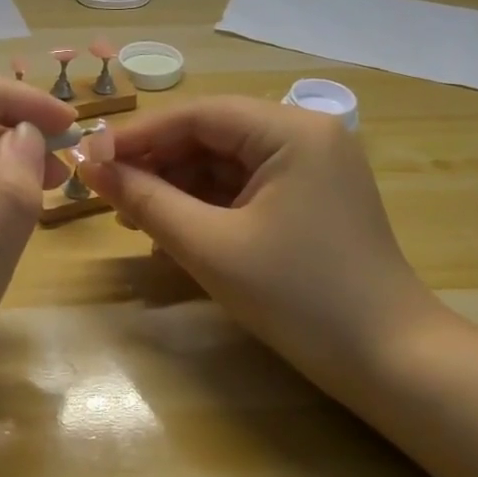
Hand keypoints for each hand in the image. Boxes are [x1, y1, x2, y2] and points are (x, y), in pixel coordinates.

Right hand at [78, 96, 445, 387]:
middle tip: (105, 193)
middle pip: (211, 135)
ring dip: (176, 188)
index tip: (87, 160)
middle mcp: (304, 135)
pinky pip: (244, 189)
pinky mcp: (310, 200)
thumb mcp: (210, 246)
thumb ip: (146, 201)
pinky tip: (172, 232)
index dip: (137, 136)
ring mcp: (311, 168)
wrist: (390, 362)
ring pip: (224, 163)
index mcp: (291, 130)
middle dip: (156, 164)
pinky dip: (205, 207)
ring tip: (131, 218)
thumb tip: (90, 167)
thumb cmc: (299, 296)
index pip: (197, 114)